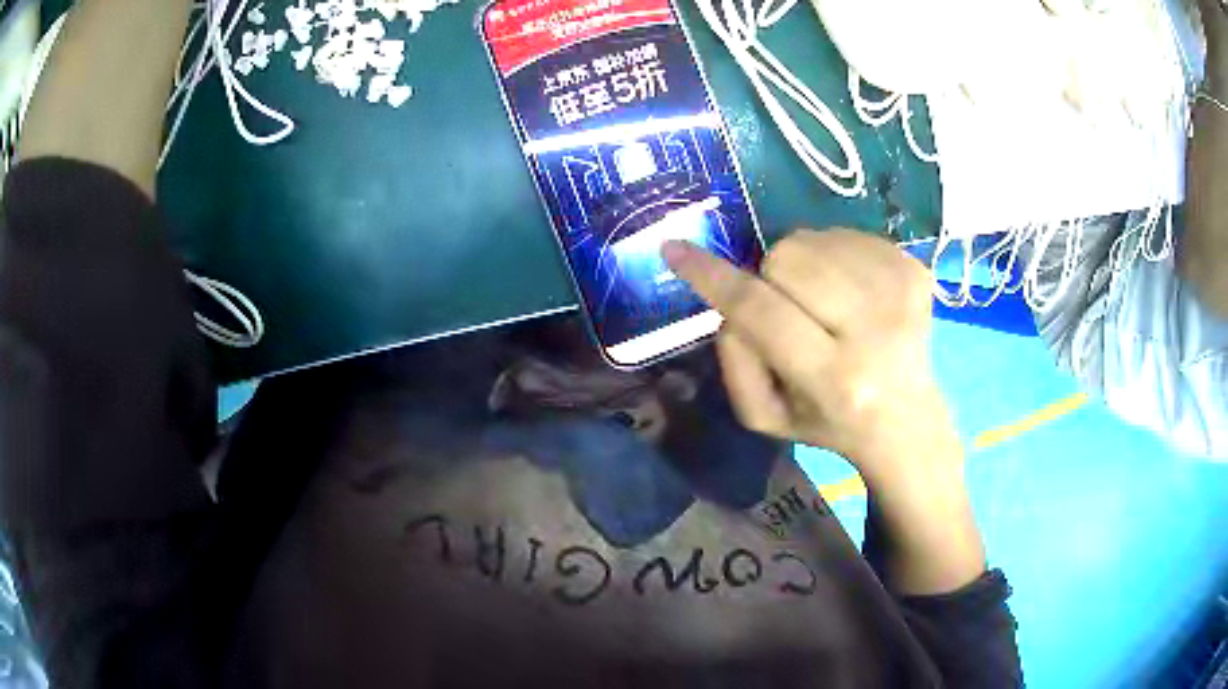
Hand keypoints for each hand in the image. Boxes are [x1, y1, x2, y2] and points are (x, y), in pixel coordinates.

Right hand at [664, 230, 984, 593]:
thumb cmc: (829, 423)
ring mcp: (901, 292)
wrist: (907, 418)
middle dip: (770, 278)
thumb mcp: (766, 417)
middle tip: (788, 309)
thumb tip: (729, 301)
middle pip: (786, 258)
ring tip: (823, 302)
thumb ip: (735, 361)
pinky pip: (847, 234)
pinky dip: (834, 256)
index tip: (675, 250)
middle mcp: (875, 331)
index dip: (712, 277)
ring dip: (803, 265)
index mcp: (836, 379)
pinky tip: (850, 292)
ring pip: (814, 239)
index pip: (761, 311)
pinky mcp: (916, 269)